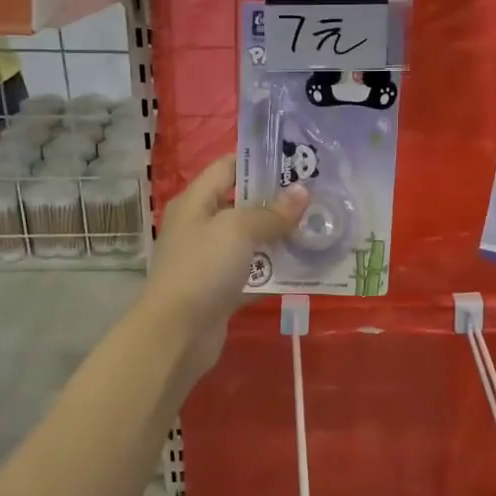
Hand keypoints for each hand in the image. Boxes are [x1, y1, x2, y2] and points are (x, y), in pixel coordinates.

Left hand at [142, 156, 307, 381]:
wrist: (176, 334)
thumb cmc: (203, 268)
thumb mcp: (238, 230)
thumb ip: (271, 212)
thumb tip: (302, 192)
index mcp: (196, 201)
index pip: (229, 166)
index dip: (261, 161)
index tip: (298, 161)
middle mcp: (201, 225)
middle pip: (243, 203)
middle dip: (278, 200)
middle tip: (318, 196)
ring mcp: (210, 259)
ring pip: (251, 239)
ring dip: (281, 236)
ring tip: (318, 227)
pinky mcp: (221, 289)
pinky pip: (253, 272)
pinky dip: (275, 270)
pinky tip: (305, 266)